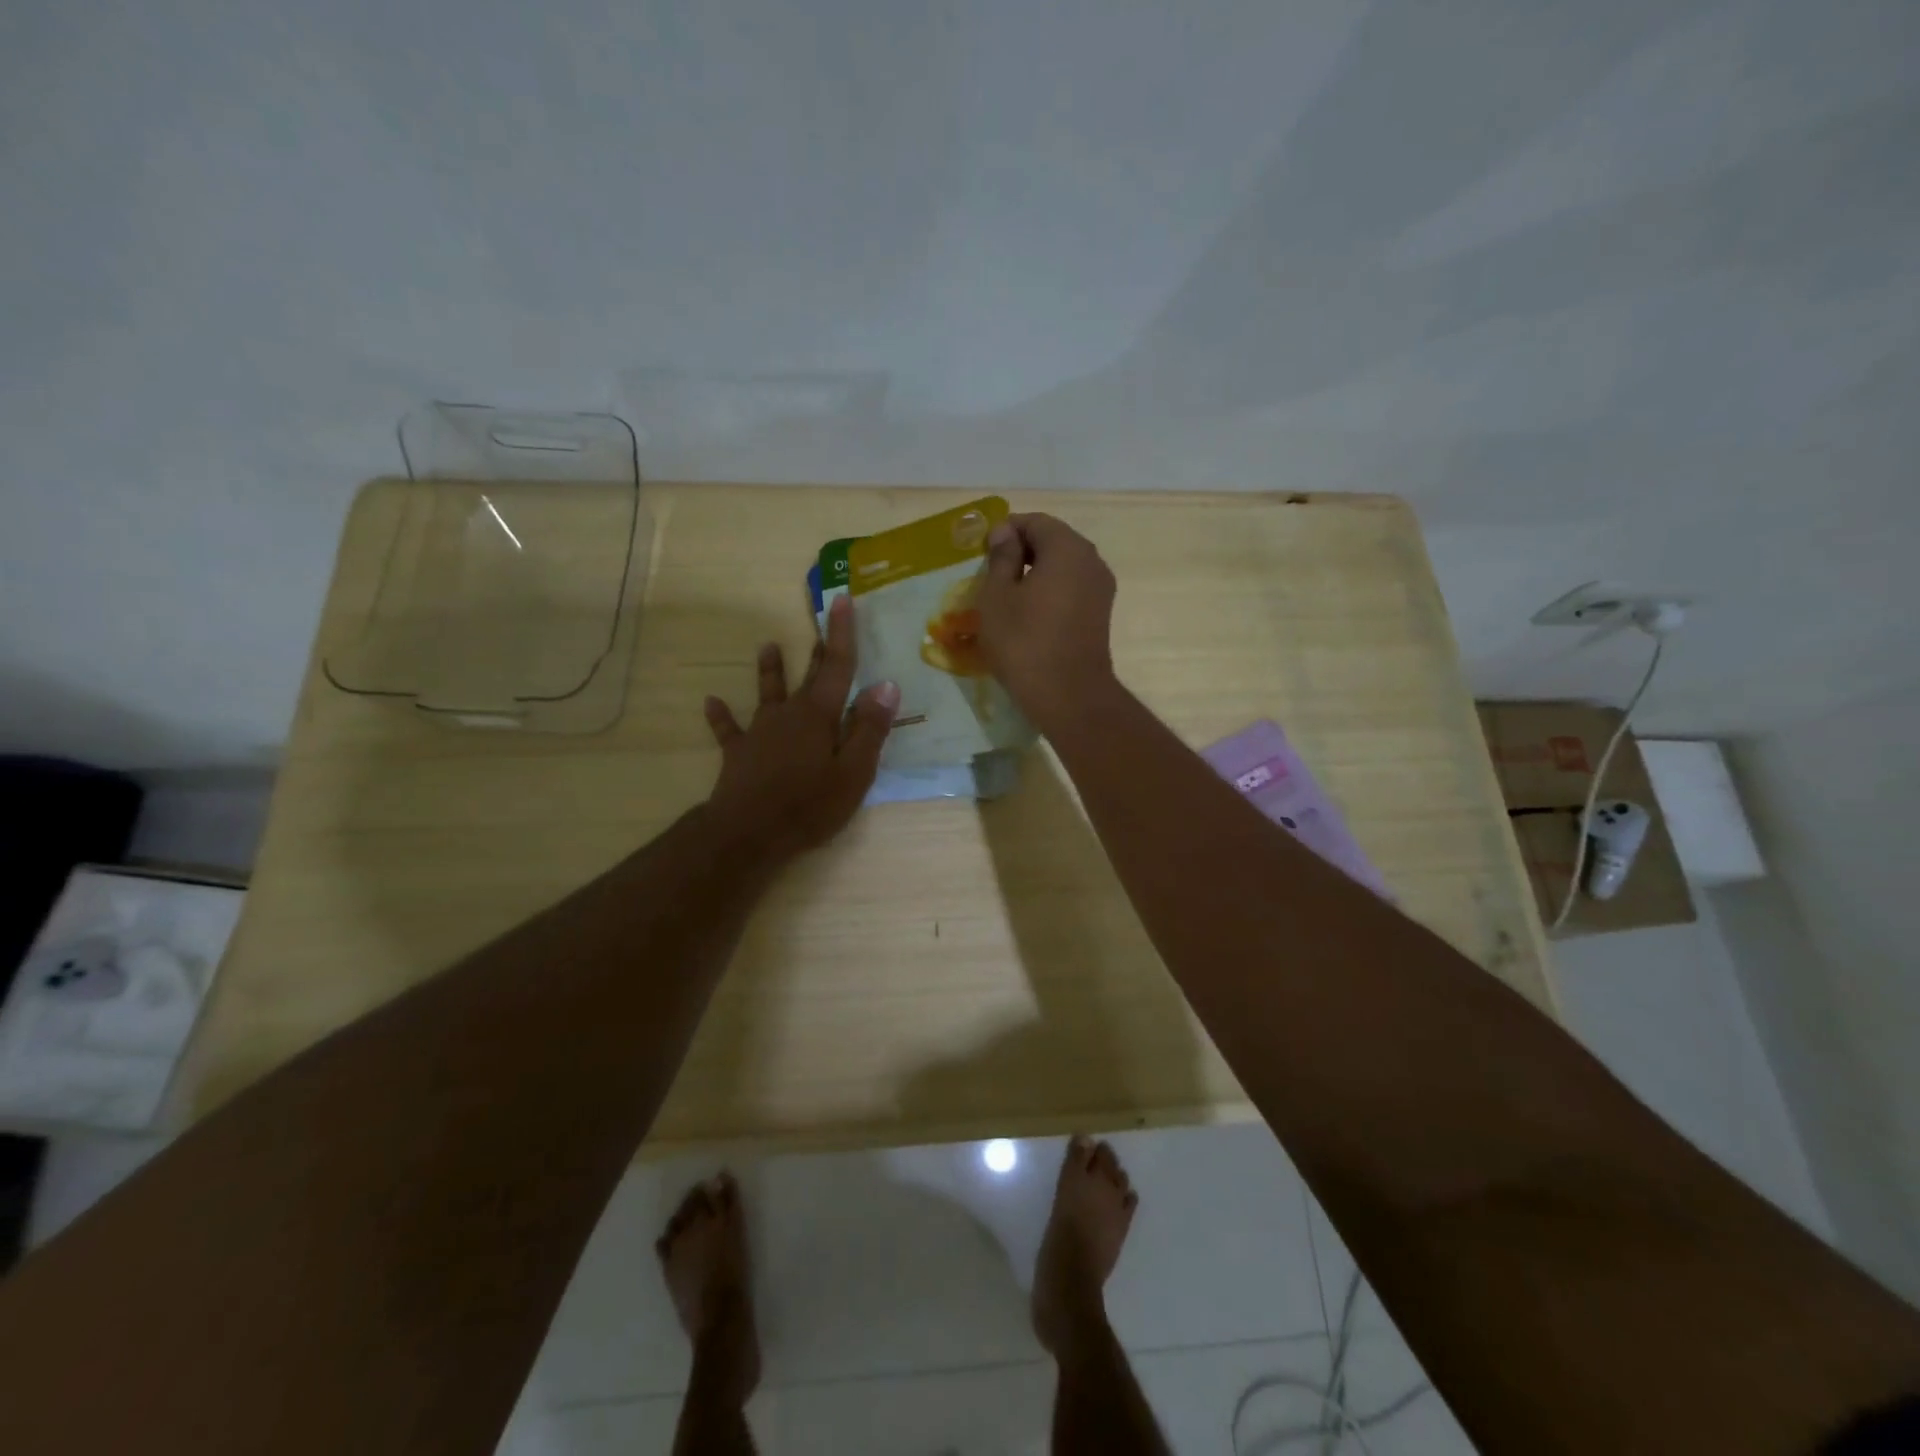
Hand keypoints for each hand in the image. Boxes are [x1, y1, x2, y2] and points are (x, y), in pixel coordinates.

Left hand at [703, 595, 897, 860]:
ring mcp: (760, 731)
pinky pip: (729, 730)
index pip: (837, 666)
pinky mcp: (739, 753)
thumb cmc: (809, 804)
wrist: (748, 832)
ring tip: (767, 646)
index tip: (842, 600)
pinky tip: (710, 701)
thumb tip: (886, 685)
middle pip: (808, 676)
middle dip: (817, 649)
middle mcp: (789, 714)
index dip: (842, 633)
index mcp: (820, 715)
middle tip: (819, 619)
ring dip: (769, 670)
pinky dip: (721, 716)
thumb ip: (870, 729)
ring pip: (767, 693)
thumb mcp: (854, 772)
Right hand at [978, 513, 1117, 732]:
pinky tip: (1028, 614)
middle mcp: (1091, 560)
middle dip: (1021, 551)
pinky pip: (1071, 589)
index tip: (981, 553)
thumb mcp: (997, 596)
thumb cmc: (1024, 642)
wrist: (1068, 696)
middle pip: (1053, 541)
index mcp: (1067, 548)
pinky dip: (1050, 591)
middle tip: (991, 574)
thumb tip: (1005, 533)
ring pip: (1063, 566)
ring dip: (1035, 573)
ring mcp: (1101, 588)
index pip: (1034, 522)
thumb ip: (1001, 557)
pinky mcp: (1100, 613)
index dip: (1005, 531)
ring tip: (1007, 596)